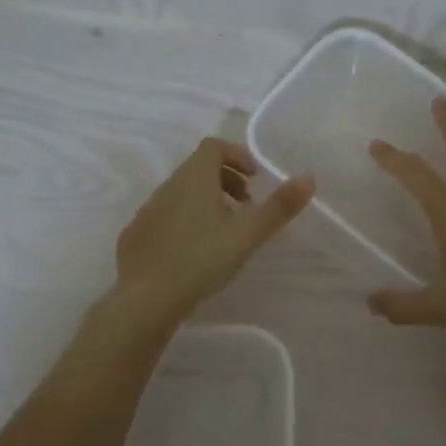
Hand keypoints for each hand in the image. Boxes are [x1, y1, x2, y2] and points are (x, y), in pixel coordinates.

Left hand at [112, 137, 313, 328]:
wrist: (145, 299)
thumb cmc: (201, 259)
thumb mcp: (247, 233)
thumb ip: (278, 206)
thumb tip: (309, 176)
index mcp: (194, 177)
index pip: (214, 146)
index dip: (237, 155)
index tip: (255, 178)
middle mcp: (168, 186)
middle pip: (199, 168)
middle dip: (226, 180)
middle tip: (246, 206)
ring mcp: (148, 211)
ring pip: (182, 193)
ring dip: (206, 202)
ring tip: (225, 232)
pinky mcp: (136, 236)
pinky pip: (166, 217)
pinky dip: (186, 222)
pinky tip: (195, 253)